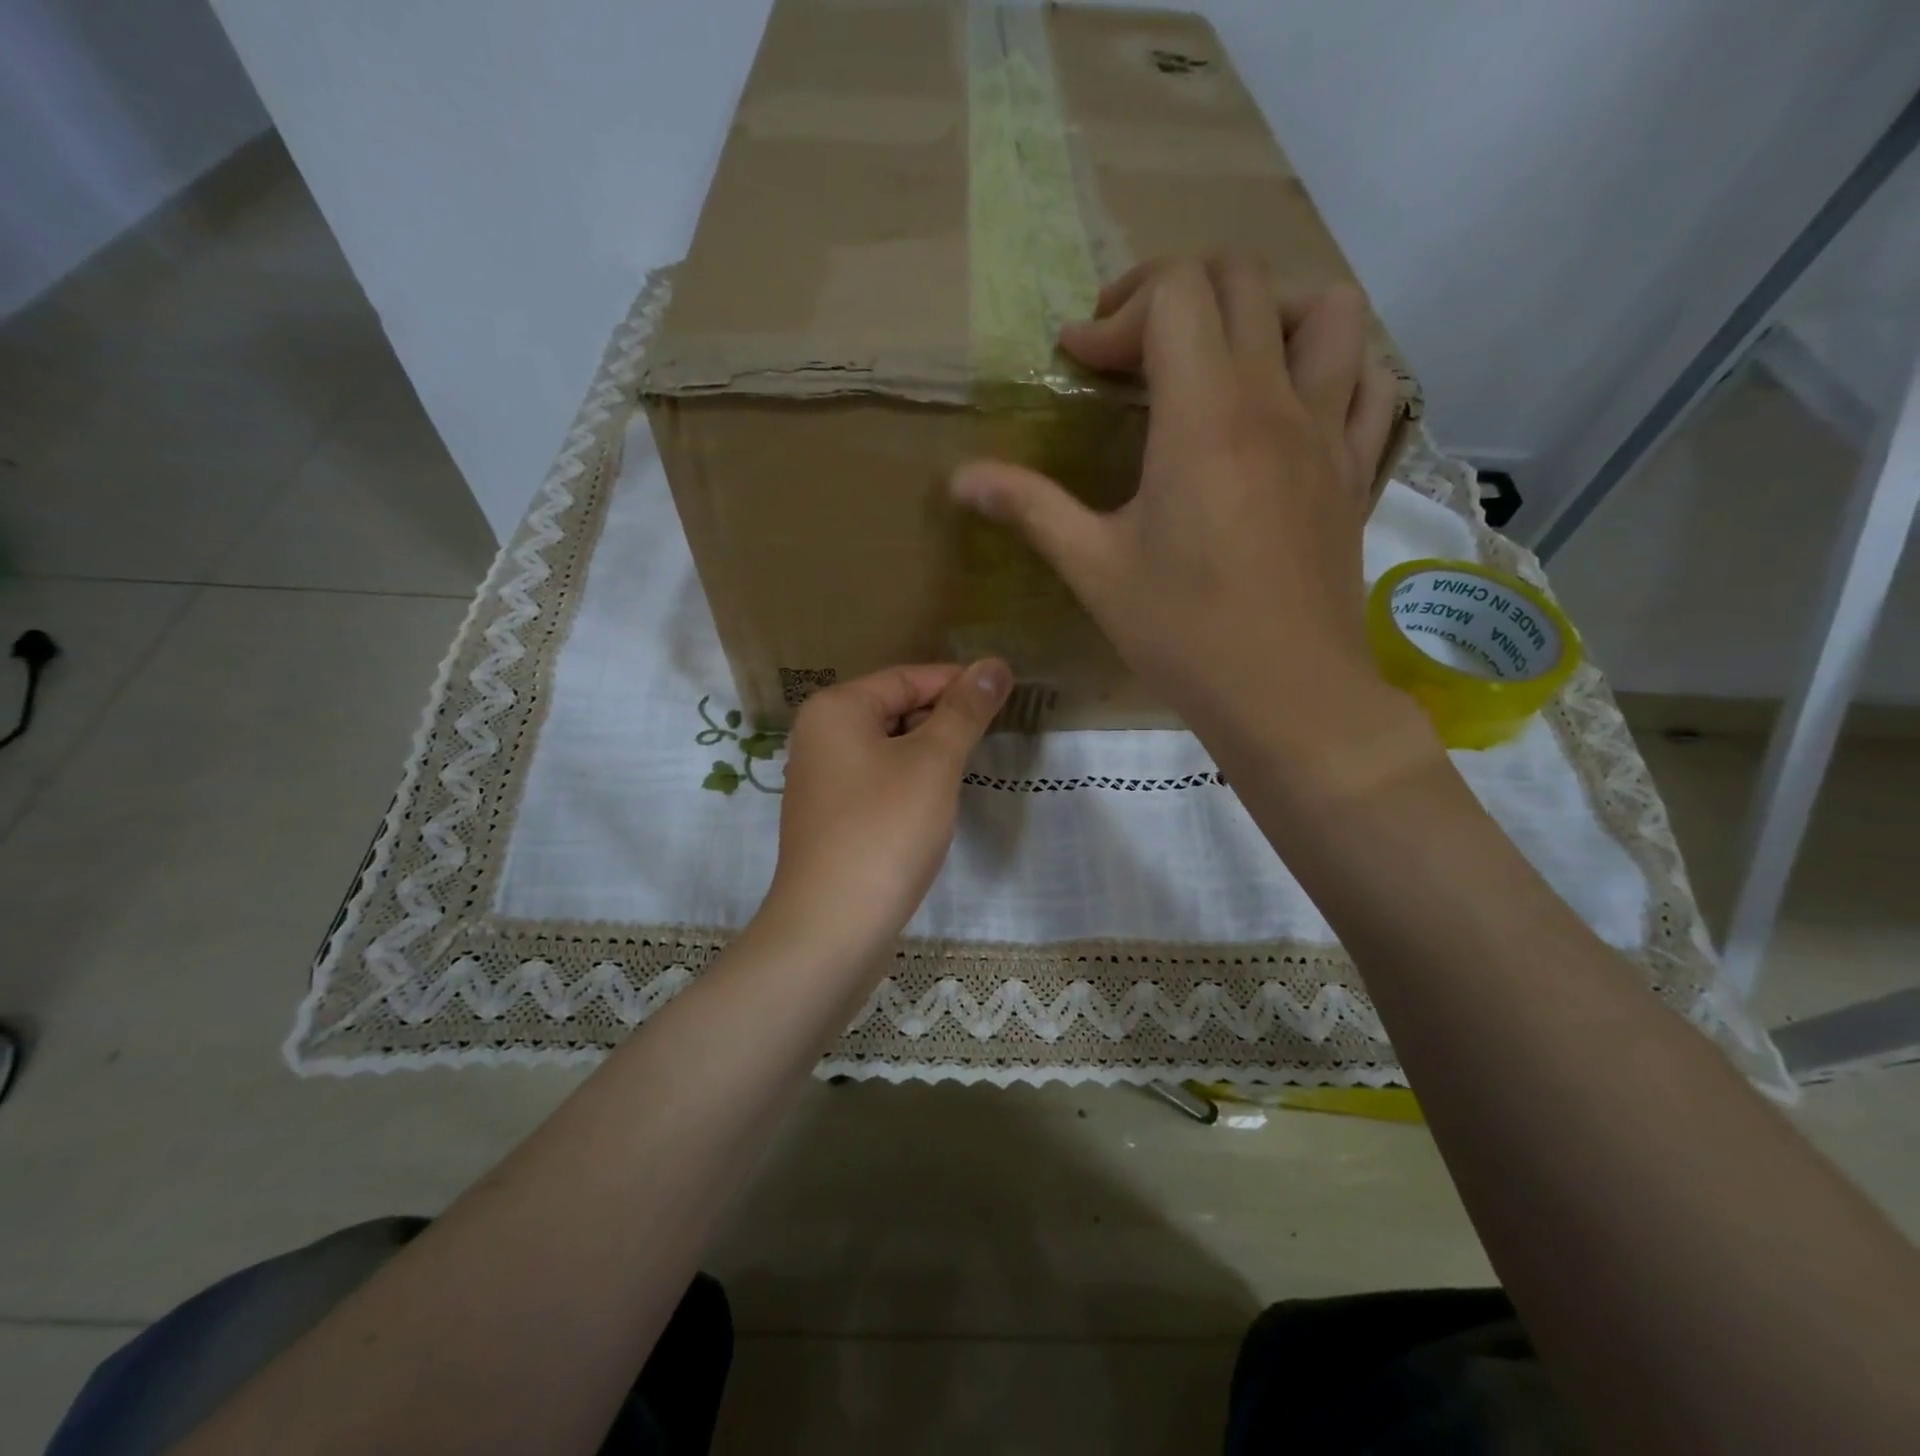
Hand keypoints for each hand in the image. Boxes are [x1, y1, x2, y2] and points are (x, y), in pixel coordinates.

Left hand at [761, 661, 1010, 954]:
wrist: (833, 925)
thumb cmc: (885, 830)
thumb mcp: (934, 762)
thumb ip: (965, 710)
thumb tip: (995, 664)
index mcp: (836, 708)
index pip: (907, 677)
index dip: (959, 683)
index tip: (1005, 695)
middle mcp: (819, 735)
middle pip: (894, 708)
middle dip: (943, 719)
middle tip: (990, 737)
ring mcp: (820, 778)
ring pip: (888, 747)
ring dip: (929, 752)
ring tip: (967, 768)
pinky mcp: (830, 816)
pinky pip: (877, 780)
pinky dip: (909, 781)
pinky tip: (933, 802)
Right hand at [950, 256, 1405, 757]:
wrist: (1287, 696)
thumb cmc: (1183, 633)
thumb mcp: (1095, 569)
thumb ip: (1030, 508)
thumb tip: (959, 480)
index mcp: (1204, 418)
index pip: (1174, 294)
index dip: (1115, 314)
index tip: (1078, 364)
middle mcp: (1275, 402)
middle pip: (1242, 279)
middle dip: (1174, 291)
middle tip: (1131, 349)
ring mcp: (1329, 433)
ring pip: (1328, 310)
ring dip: (1269, 309)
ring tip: (1223, 356)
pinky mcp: (1356, 471)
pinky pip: (1372, 382)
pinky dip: (1336, 367)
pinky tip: (1296, 402)